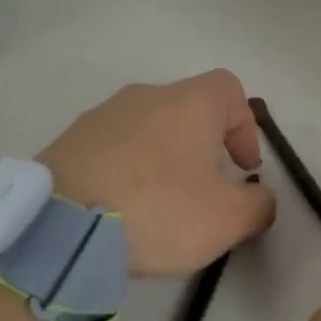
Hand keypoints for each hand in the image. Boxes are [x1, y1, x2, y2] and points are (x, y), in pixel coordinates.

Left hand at [40, 70, 275, 276]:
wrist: (59, 230)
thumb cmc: (158, 210)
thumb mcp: (227, 219)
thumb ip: (258, 206)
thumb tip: (261, 200)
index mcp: (189, 102)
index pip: (230, 89)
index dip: (245, 126)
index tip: (243, 168)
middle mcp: (145, 96)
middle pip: (188, 109)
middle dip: (203, 147)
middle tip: (204, 191)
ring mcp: (100, 115)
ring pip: (147, 129)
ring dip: (162, 158)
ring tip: (159, 205)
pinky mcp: (67, 142)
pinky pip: (111, 148)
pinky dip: (125, 170)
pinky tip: (120, 209)